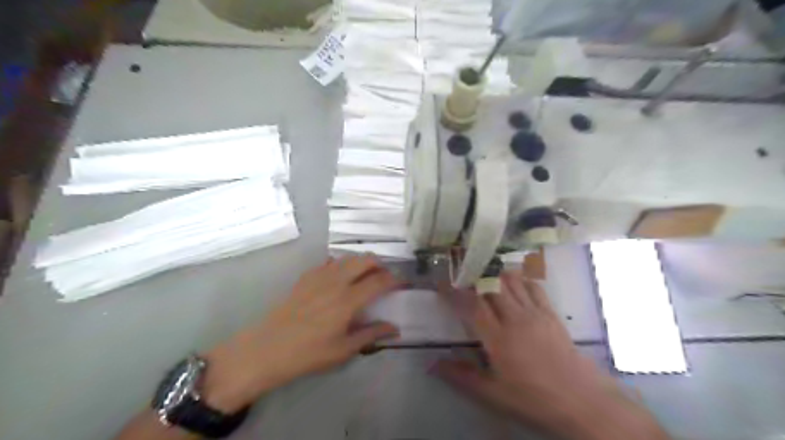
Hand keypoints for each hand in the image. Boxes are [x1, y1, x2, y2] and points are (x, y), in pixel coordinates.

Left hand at [200, 254, 400, 411]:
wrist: (268, 347)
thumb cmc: (309, 353)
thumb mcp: (344, 349)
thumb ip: (371, 334)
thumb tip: (395, 328)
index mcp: (348, 300)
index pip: (379, 281)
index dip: (395, 279)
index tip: (403, 283)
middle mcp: (336, 281)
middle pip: (365, 260)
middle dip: (380, 264)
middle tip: (385, 278)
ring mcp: (320, 276)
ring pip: (348, 257)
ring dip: (362, 262)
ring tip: (366, 276)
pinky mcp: (307, 276)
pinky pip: (330, 262)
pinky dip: (343, 264)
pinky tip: (341, 277)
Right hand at [435, 272, 667, 439]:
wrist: (582, 401)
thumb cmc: (534, 399)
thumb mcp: (494, 394)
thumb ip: (462, 376)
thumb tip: (432, 365)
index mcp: (498, 338)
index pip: (471, 305)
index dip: (454, 292)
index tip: (441, 283)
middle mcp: (515, 319)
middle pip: (491, 286)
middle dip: (473, 277)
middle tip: (460, 274)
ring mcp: (535, 313)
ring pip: (511, 282)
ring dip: (495, 274)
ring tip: (483, 273)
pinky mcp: (550, 313)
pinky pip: (533, 287)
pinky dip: (520, 279)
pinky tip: (513, 281)